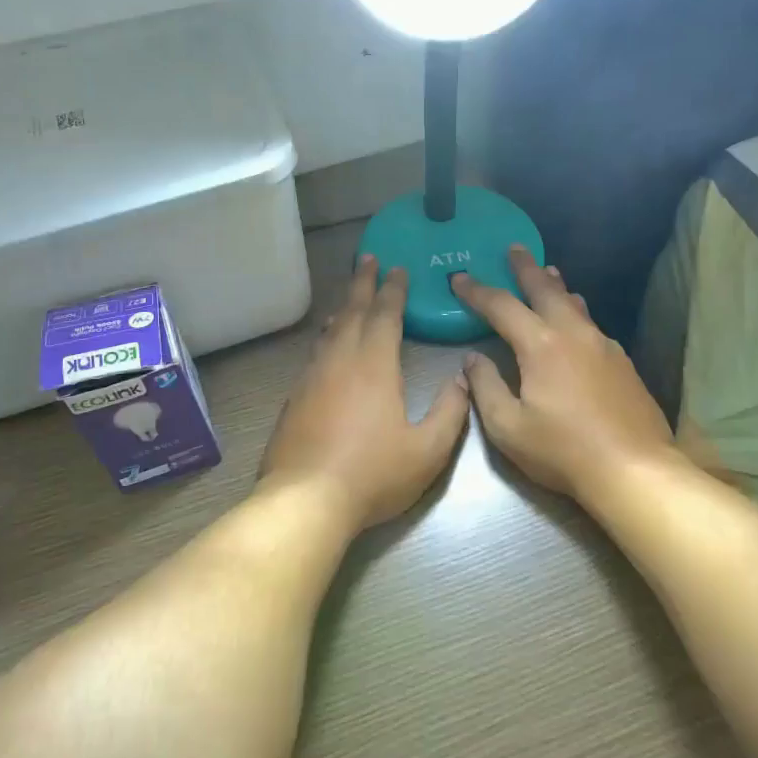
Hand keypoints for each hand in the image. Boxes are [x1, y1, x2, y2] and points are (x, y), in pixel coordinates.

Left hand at [259, 255, 471, 530]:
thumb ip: (450, 412)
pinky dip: (325, 337)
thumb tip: (463, 380)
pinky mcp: (294, 397)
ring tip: (349, 298)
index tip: (398, 268)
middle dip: (363, 283)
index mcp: (374, 365)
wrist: (306, 499)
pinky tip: (326, 344)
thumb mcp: (427, 450)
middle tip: (368, 259)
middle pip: (352, 311)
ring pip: (329, 331)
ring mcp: (312, 377)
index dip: (394, 290)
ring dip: (342, 308)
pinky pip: (314, 353)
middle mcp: (340, 360)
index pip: (385, 315)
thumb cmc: (372, 474)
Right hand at [451, 247, 678, 503]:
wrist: (634, 469)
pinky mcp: (622, 362)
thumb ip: (485, 388)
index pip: (501, 306)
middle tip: (514, 249)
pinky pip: (592, 324)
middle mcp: (573, 333)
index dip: (476, 291)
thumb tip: (472, 360)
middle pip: (545, 289)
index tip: (458, 278)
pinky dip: (576, 312)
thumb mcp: (508, 427)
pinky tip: (577, 321)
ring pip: (575, 303)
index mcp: (540, 345)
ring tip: (548, 273)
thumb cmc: (562, 450)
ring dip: (556, 286)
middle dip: (525, 268)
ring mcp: (603, 345)